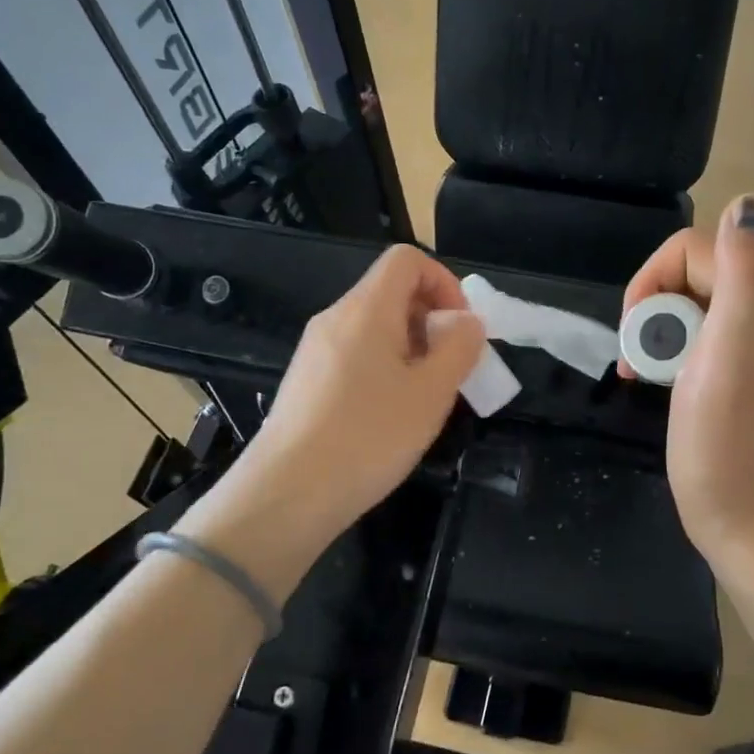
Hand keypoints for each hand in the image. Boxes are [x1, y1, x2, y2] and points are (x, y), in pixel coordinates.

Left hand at [179, 246, 483, 590]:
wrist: (287, 494)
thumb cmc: (369, 437)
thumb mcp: (432, 392)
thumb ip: (459, 347)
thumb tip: (466, 322)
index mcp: (366, 309)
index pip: (407, 260)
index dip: (444, 282)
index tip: (460, 329)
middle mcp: (335, 318)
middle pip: (392, 292)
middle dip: (432, 321)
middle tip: (450, 370)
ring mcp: (315, 350)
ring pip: (375, 328)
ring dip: (411, 349)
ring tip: (424, 399)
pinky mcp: (306, 381)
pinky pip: (355, 355)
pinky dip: (384, 369)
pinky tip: (389, 416)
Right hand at [623, 196, 753, 571]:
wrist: (752, 526)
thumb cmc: (731, 443)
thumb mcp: (735, 351)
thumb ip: (746, 272)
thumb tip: (750, 202)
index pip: (699, 248)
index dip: (654, 277)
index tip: (636, 327)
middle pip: (694, 274)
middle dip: (654, 306)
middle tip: (641, 358)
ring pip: (691, 309)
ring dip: (657, 333)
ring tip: (644, 375)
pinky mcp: (740, 379)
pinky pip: (697, 342)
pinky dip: (670, 355)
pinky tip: (659, 386)